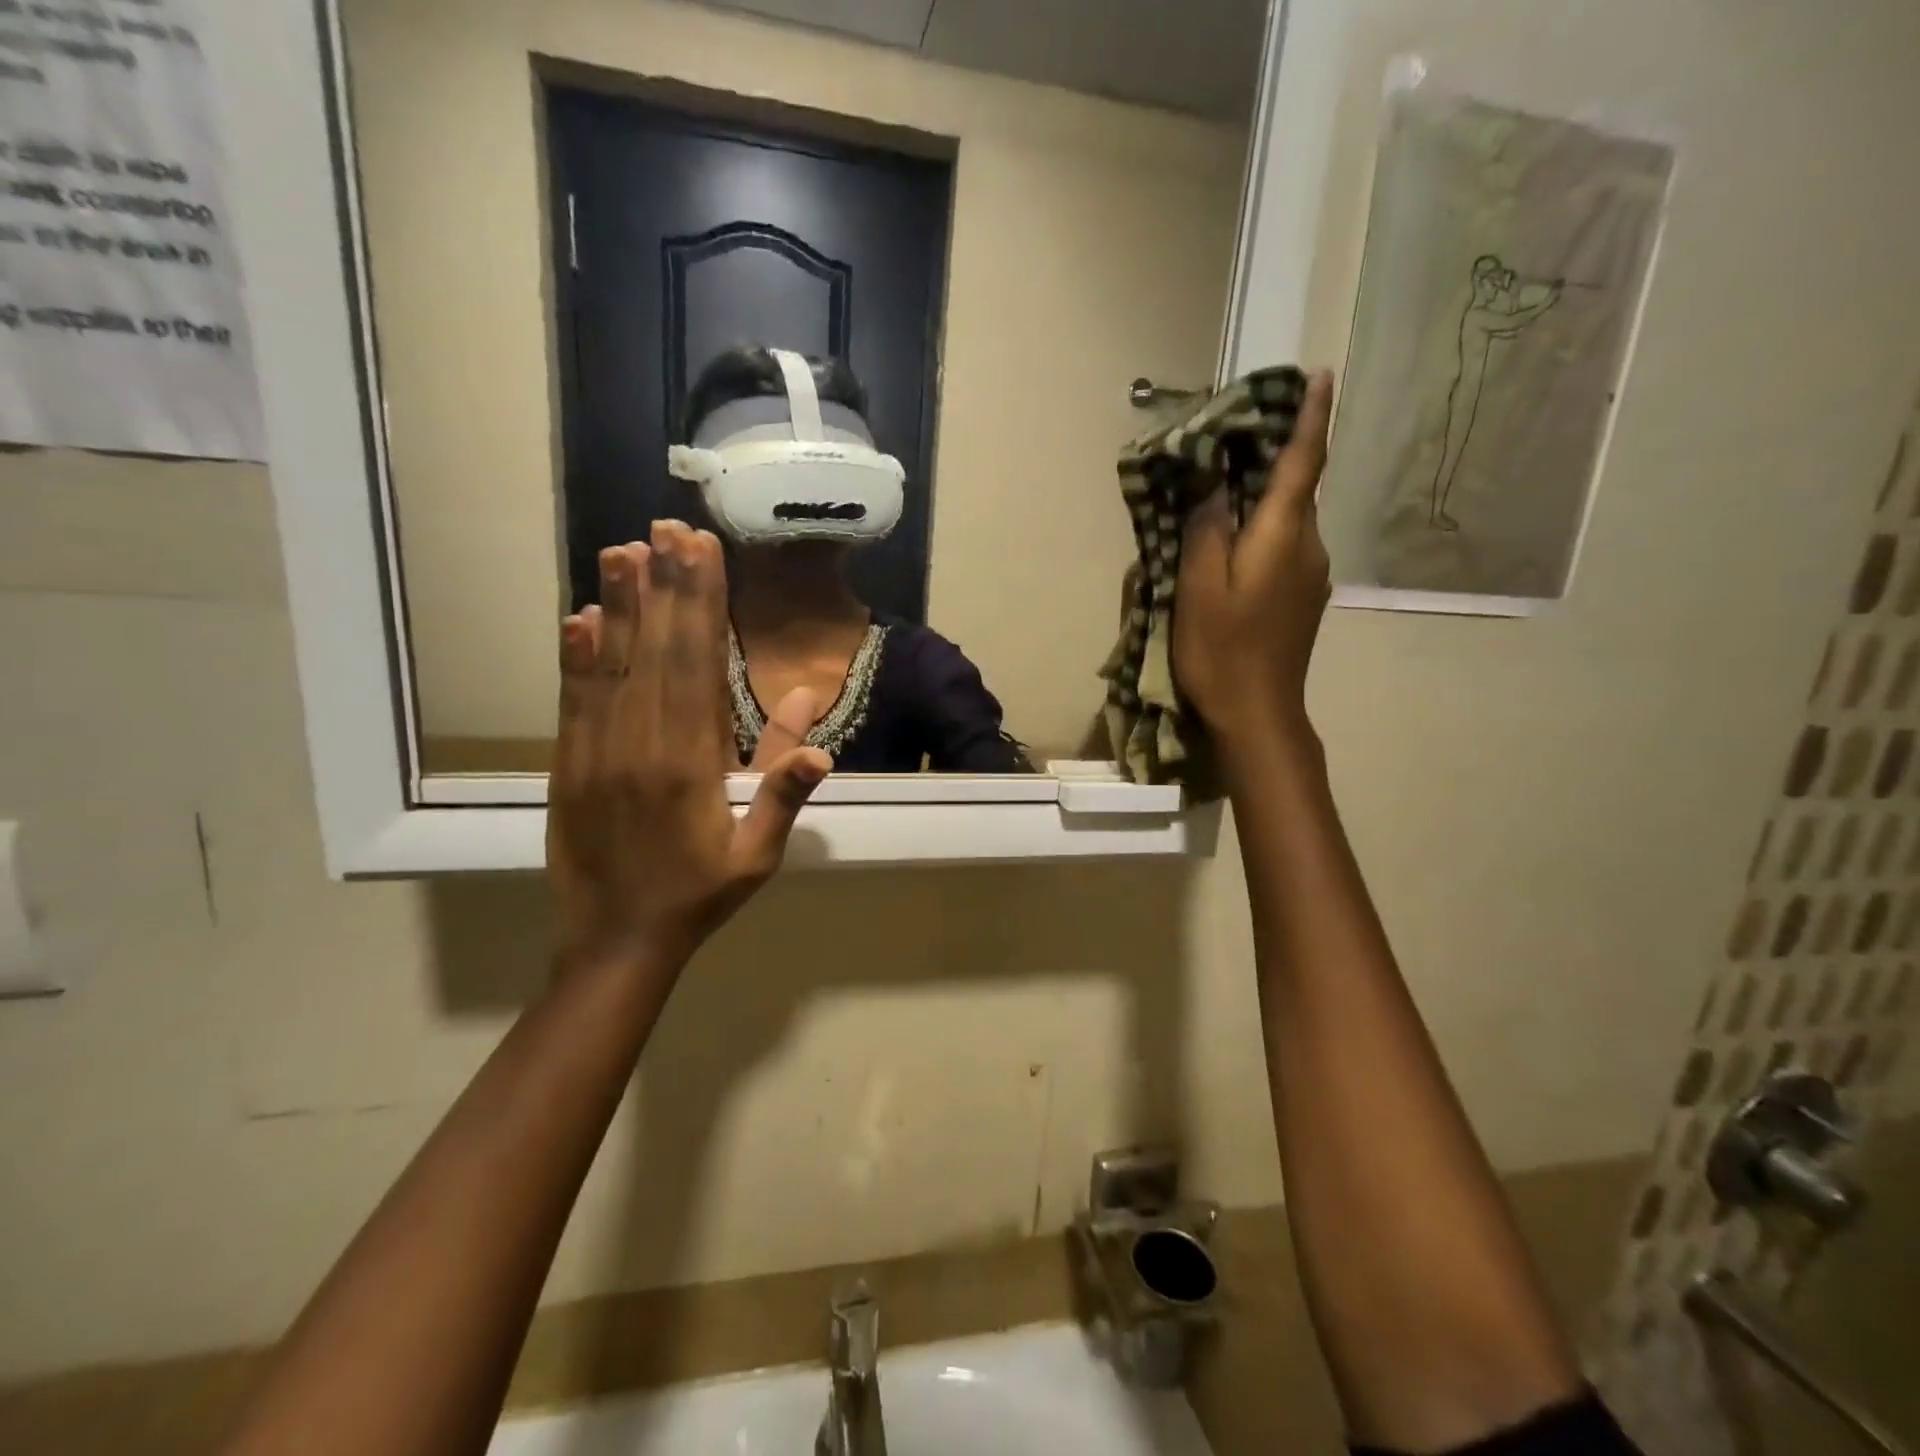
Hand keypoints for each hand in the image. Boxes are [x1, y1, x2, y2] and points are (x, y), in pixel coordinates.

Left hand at [548, 521, 831, 975]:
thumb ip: (783, 792)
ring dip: (620, 605)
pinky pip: (573, 700)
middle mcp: (640, 745)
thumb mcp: (756, 854)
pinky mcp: (567, 764)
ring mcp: (596, 752)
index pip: (698, 667)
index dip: (701, 606)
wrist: (615, 943)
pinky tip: (580, 616)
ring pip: (611, 665)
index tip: (702, 554)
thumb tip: (822, 741)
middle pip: (656, 652)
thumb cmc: (697, 896)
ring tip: (623, 550)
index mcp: (690, 764)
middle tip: (667, 529)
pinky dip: (577, 656)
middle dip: (665, 587)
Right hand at [1174, 369, 1334, 745]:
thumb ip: (1207, 528)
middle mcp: (1309, 547)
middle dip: (1274, 455)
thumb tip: (1214, 481)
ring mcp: (1312, 576)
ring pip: (1289, 520)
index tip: (1320, 374)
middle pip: (1295, 488)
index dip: (1310, 417)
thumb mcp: (1199, 587)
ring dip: (1264, 498)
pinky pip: (1286, 547)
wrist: (1259, 713)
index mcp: (1283, 535)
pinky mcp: (1304, 599)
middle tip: (1236, 436)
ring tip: (1225, 493)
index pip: (1303, 462)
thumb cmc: (1222, 650)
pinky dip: (1264, 531)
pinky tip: (1235, 546)